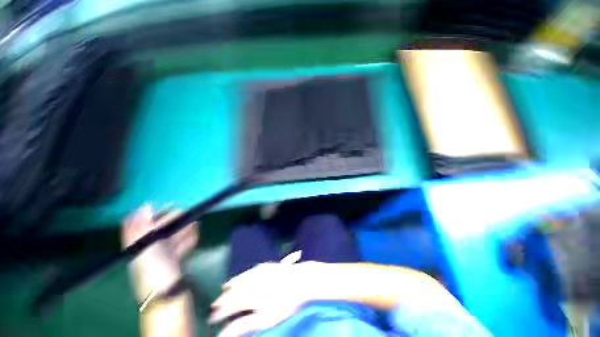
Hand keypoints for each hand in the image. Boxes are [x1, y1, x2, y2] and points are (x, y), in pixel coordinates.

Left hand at [122, 204, 198, 299]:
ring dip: (184, 229)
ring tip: (195, 223)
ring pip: (172, 238)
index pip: (141, 225)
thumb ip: (143, 227)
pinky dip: (187, 240)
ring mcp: (162, 256)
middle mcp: (148, 249)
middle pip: (160, 230)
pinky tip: (194, 235)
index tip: (168, 206)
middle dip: (174, 221)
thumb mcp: (146, 247)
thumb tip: (145, 206)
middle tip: (188, 214)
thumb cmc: (155, 270)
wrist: (167, 295)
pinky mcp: (173, 261)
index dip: (153, 214)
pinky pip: (180, 247)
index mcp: (138, 245)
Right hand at [209, 252, 322, 336]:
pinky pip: (248, 271)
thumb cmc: (285, 304)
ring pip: (239, 279)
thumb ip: (244, 326)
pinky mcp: (264, 266)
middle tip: (215, 306)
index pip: (230, 305)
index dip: (220, 313)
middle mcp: (251, 282)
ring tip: (223, 290)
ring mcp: (258, 272)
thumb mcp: (265, 320)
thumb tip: (225, 333)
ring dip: (230, 286)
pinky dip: (241, 275)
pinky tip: (239, 277)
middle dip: (223, 299)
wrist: (300, 281)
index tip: (212, 319)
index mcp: (250, 296)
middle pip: (233, 291)